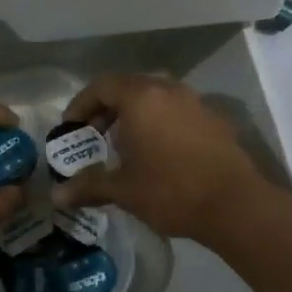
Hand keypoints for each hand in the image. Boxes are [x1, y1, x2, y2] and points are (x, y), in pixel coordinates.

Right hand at [49, 74, 280, 247]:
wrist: (235, 204)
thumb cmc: (171, 190)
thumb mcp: (124, 189)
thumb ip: (88, 186)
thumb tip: (57, 196)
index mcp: (141, 97)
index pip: (102, 86)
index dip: (81, 105)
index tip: (71, 129)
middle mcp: (168, 90)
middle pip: (128, 88)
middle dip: (106, 110)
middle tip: (93, 137)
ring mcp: (195, 102)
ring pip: (155, 98)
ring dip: (134, 116)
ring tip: (123, 146)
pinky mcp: (213, 119)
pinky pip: (176, 111)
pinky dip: (159, 123)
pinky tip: (157, 153)